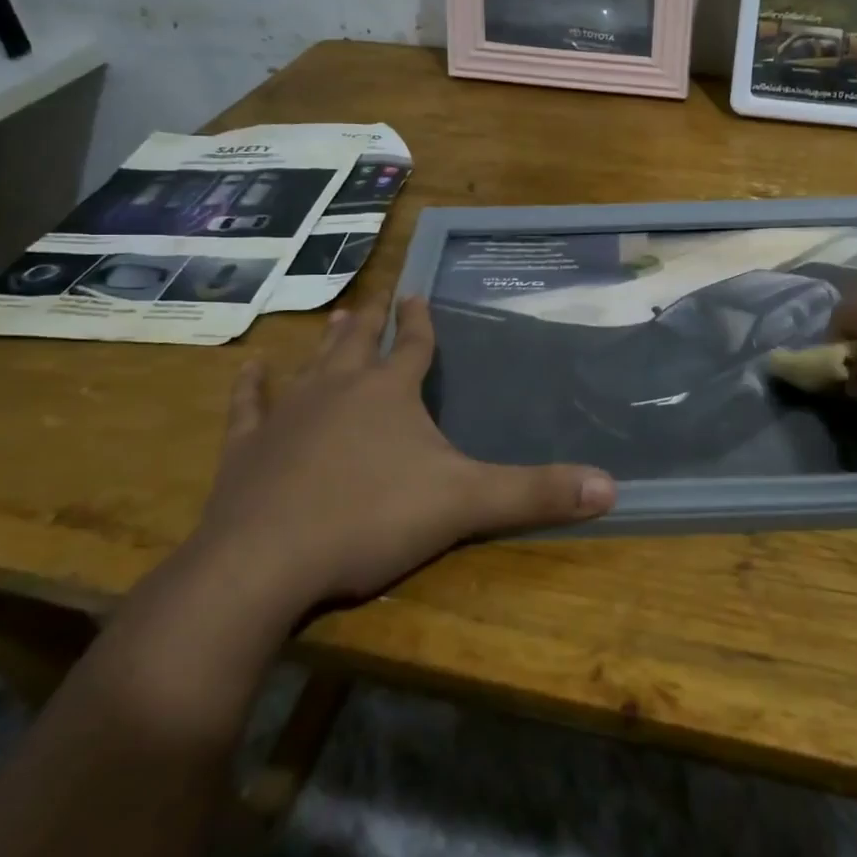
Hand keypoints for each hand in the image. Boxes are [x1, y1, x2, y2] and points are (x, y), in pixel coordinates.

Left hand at [185, 298, 614, 618]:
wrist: (264, 564)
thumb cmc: (370, 520)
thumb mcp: (465, 504)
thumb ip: (535, 493)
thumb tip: (610, 486)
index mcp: (389, 393)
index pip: (412, 345)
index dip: (419, 320)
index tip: (417, 292)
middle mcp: (338, 390)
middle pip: (358, 345)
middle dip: (371, 322)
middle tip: (375, 299)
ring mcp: (287, 416)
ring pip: (310, 366)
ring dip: (325, 343)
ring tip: (336, 317)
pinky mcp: (246, 450)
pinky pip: (248, 408)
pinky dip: (249, 388)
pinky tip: (249, 369)